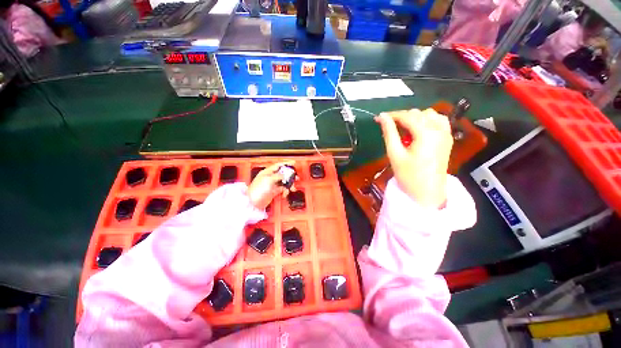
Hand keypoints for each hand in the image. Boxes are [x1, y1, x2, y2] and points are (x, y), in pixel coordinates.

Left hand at [248, 161, 295, 209]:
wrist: (253, 202)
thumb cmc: (257, 190)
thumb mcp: (268, 180)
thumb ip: (278, 176)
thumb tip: (285, 175)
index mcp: (267, 172)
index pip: (279, 165)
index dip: (286, 163)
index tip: (294, 163)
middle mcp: (270, 177)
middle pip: (283, 174)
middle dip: (290, 176)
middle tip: (296, 178)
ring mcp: (272, 184)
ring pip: (284, 182)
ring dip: (289, 185)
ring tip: (292, 188)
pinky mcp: (273, 191)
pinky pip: (282, 189)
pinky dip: (285, 191)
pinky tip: (285, 193)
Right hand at [375, 108, 452, 208]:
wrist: (427, 192)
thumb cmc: (409, 176)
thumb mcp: (395, 154)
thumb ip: (389, 133)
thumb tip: (382, 117)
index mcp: (426, 133)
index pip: (407, 116)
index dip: (391, 115)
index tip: (378, 119)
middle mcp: (439, 129)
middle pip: (418, 113)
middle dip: (401, 117)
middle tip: (388, 127)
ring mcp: (446, 134)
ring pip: (429, 114)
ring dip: (414, 118)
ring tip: (403, 130)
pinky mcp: (447, 139)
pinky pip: (438, 121)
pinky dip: (426, 121)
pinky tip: (418, 131)